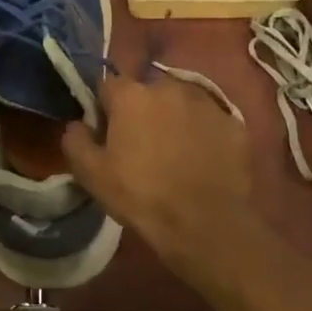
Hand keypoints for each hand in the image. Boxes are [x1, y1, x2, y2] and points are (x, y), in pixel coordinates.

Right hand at [61, 72, 259, 286]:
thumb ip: (76, 141)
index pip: (108, 86)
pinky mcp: (235, 124)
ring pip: (182, 104)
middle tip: (142, 146)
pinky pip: (211, 123)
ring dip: (175, 120)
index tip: (106, 133)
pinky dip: (205, 136)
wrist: (206, 224)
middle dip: (142, 112)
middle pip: (148, 92)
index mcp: (132, 95)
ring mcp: (207, 103)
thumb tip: (76, 125)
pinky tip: (203, 162)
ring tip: (176, 155)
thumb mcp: (92, 175)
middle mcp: (169, 87)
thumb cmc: (142, 196)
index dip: (105, 108)